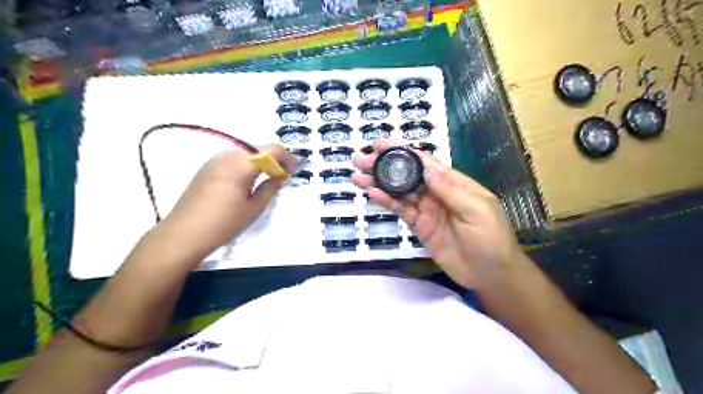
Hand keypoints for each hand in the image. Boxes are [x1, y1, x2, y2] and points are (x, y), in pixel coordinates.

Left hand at [157, 142, 297, 258]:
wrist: (183, 234)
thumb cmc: (223, 223)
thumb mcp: (253, 208)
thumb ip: (271, 188)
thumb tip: (283, 178)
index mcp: (241, 164)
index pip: (271, 150)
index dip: (287, 158)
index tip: (295, 170)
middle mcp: (227, 155)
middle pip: (258, 147)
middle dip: (275, 158)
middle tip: (284, 175)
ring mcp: (214, 160)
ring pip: (245, 151)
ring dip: (261, 160)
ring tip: (269, 177)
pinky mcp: (207, 167)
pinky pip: (233, 157)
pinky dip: (247, 163)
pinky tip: (249, 179)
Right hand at [354, 138, 523, 288]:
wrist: (490, 274)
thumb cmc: (490, 238)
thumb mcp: (476, 209)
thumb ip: (449, 188)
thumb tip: (425, 165)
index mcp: (453, 183)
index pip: (424, 162)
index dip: (403, 151)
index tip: (381, 144)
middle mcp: (436, 192)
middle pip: (407, 175)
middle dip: (384, 165)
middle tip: (361, 159)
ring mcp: (426, 210)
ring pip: (399, 192)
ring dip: (379, 183)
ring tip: (358, 176)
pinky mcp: (419, 226)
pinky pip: (401, 211)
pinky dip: (387, 202)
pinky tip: (373, 194)